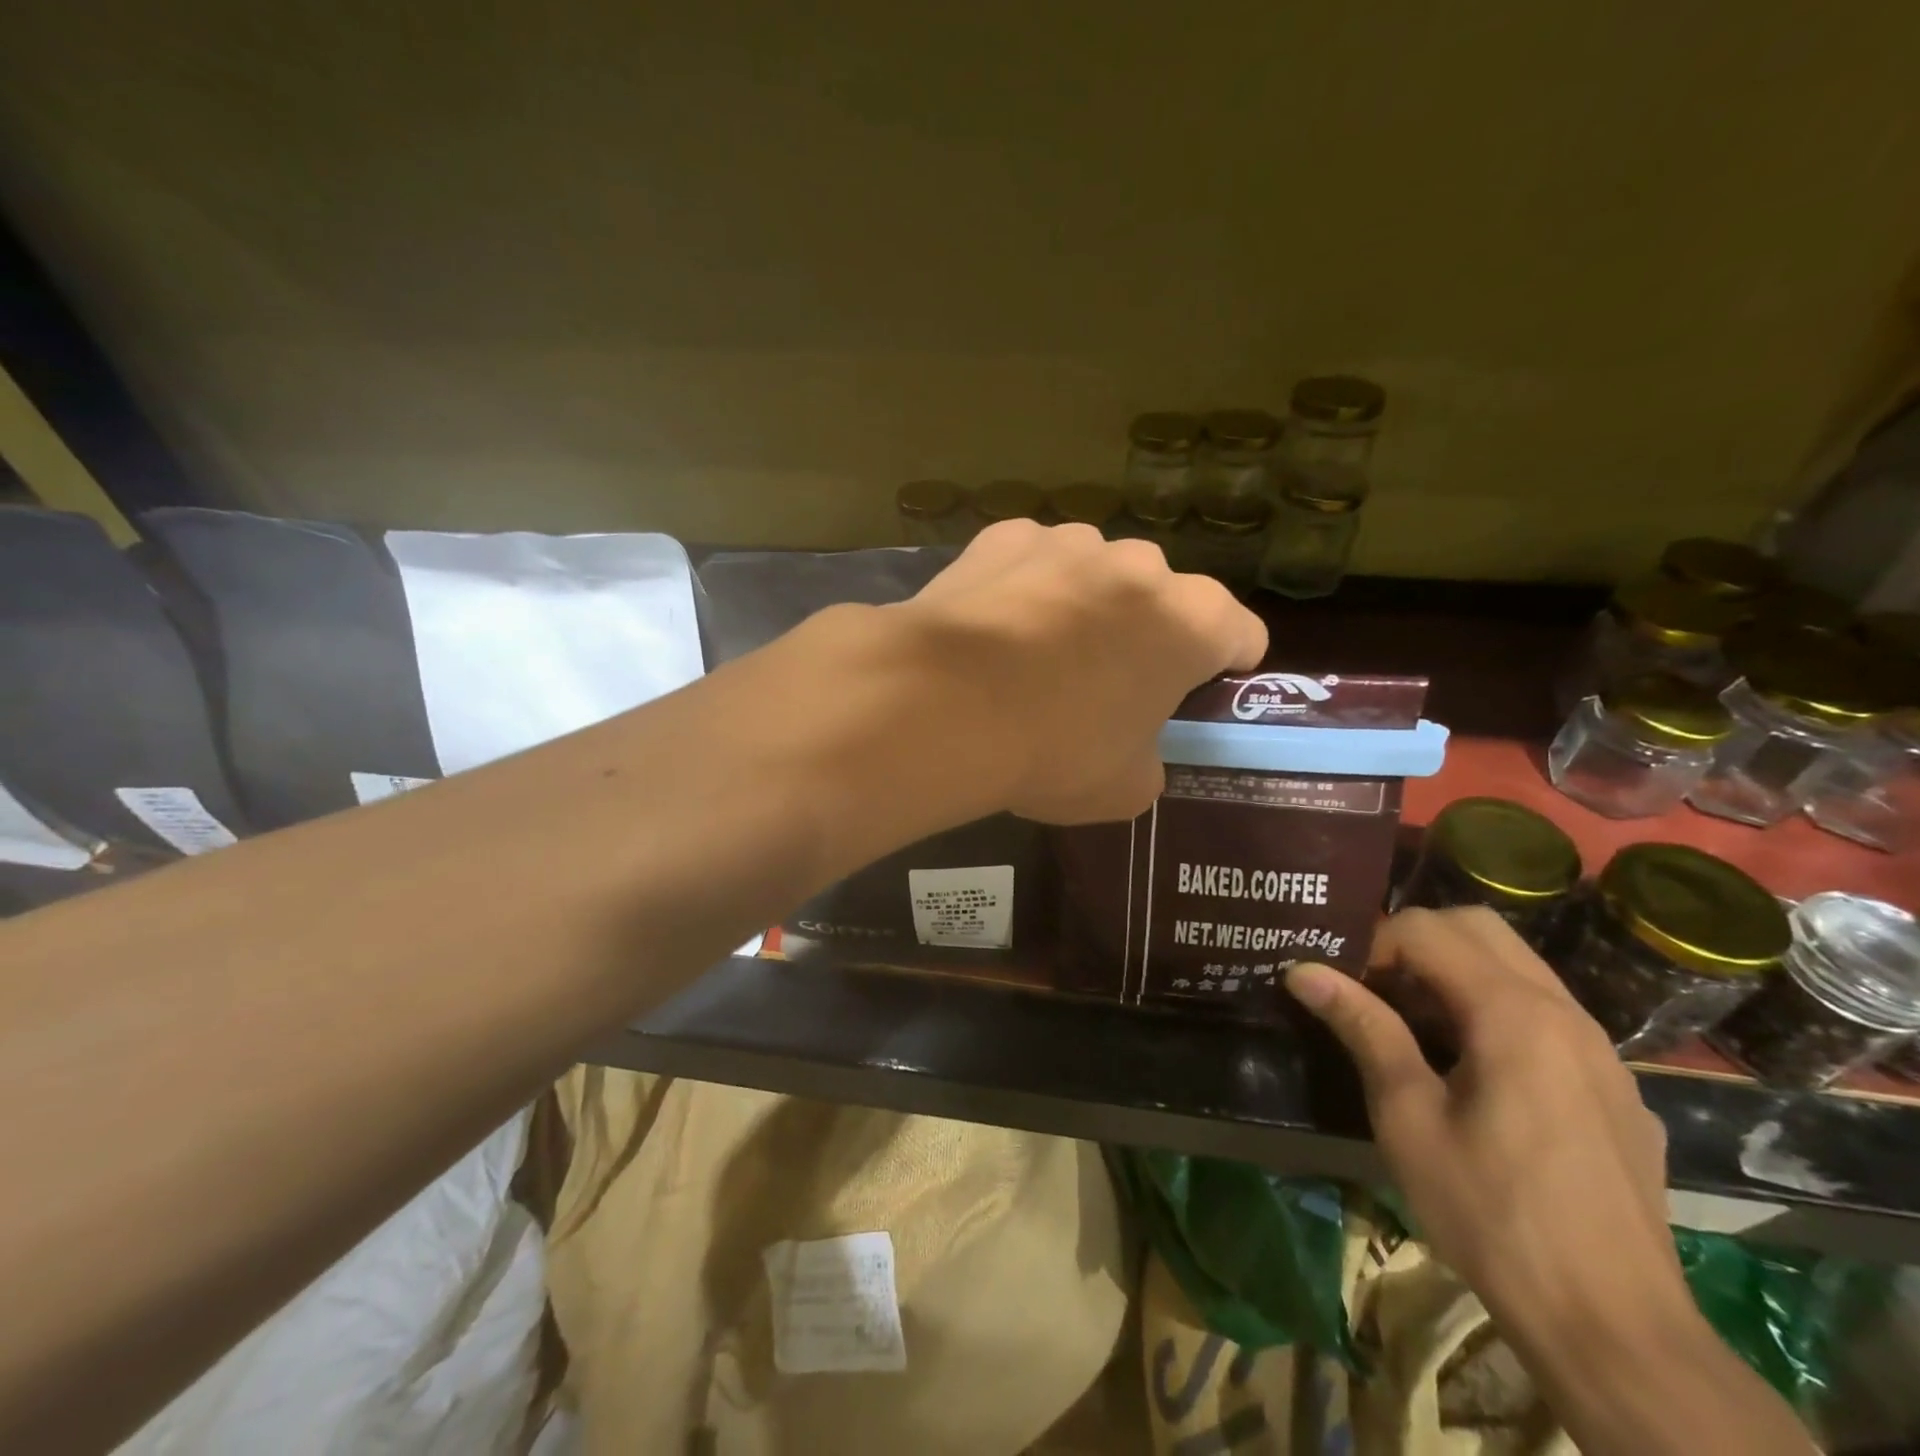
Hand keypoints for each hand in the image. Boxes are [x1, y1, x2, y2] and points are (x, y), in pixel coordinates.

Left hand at [899, 521, 1266, 823]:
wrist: (944, 705)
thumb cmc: (1054, 750)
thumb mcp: (1124, 788)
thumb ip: (1149, 758)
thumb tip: (1133, 746)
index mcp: (1192, 621)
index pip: (1241, 633)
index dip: (1226, 664)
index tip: (1201, 689)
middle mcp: (1140, 565)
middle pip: (1161, 599)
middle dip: (1145, 632)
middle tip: (1104, 682)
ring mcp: (1069, 542)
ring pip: (1094, 573)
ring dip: (1083, 604)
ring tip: (1035, 655)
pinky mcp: (1005, 537)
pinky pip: (1031, 563)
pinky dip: (1023, 588)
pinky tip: (991, 630)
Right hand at [1285, 908, 1686, 1344]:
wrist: (1616, 1330)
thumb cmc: (1492, 1214)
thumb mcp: (1407, 1117)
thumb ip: (1363, 1028)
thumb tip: (1304, 970)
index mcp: (1514, 1014)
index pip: (1427, 928)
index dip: (1373, 944)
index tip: (1346, 988)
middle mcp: (1565, 1013)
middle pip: (1479, 927)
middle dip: (1416, 941)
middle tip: (1377, 990)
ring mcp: (1601, 1050)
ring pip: (1518, 966)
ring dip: (1456, 972)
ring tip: (1416, 1028)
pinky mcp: (1616, 1087)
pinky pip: (1547, 1013)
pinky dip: (1496, 1008)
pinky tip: (1475, 1073)